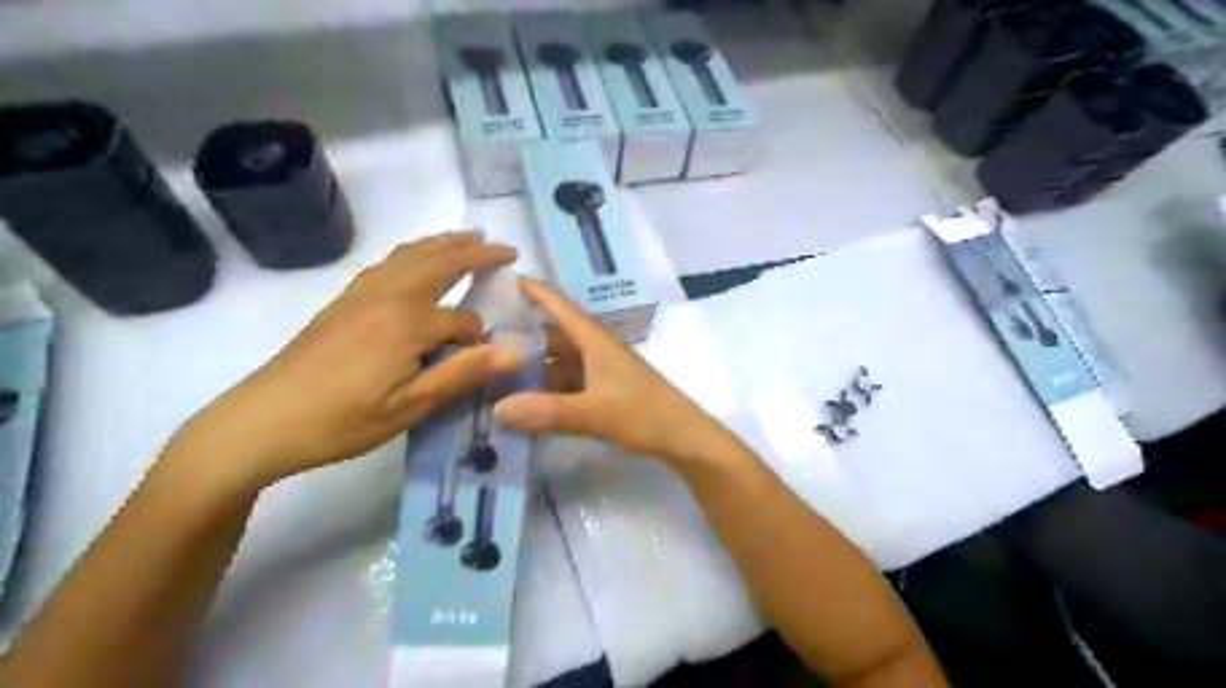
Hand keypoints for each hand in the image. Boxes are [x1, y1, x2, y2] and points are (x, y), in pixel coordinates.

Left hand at [163, 233, 526, 491]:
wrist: (261, 421)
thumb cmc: (341, 421)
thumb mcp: (409, 408)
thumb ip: (463, 373)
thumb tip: (517, 350)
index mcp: (407, 323)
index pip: (462, 320)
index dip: (479, 337)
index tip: (487, 357)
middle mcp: (388, 296)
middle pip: (440, 262)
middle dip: (477, 252)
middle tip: (507, 249)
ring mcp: (362, 293)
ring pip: (412, 254)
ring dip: (445, 242)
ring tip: (470, 236)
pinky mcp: (344, 300)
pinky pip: (388, 262)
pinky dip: (414, 251)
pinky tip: (417, 259)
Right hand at [494, 276, 741, 470]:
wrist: (684, 437)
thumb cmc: (643, 415)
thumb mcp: (593, 413)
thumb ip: (547, 411)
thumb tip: (496, 408)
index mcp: (595, 339)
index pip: (558, 304)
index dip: (531, 289)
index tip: (498, 277)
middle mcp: (596, 347)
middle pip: (554, 332)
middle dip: (522, 331)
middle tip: (481, 335)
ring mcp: (601, 369)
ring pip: (560, 358)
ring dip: (534, 362)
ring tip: (496, 369)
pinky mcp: (605, 388)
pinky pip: (568, 379)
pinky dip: (547, 385)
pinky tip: (527, 398)